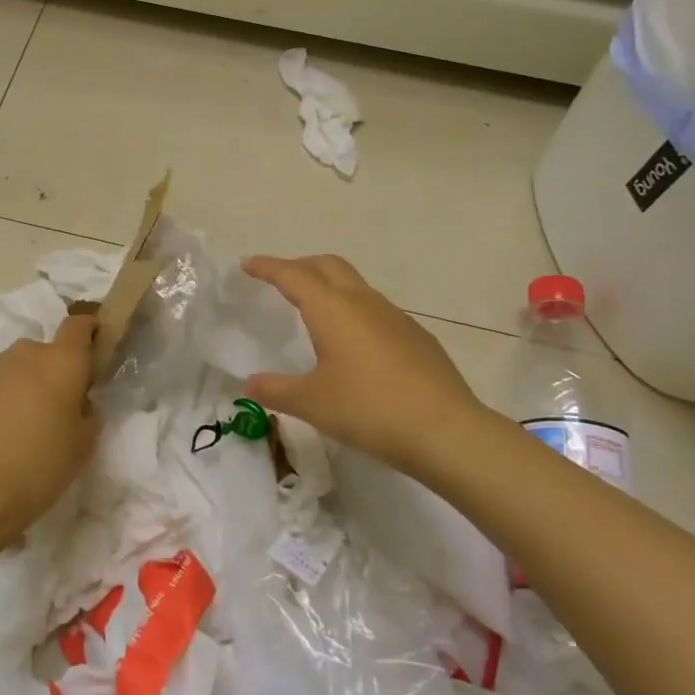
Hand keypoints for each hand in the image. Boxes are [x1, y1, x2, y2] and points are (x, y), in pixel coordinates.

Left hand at [0, 314, 101, 558]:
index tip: (92, 351)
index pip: (79, 326)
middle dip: (51, 373)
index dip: (89, 331)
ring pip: (12, 368)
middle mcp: (24, 354)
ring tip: (14, 428)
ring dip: (19, 386)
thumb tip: (79, 404)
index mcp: (61, 363)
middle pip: (44, 352)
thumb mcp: (82, 447)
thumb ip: (88, 415)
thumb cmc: (38, 468)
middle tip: (52, 411)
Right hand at [244, 254, 492, 479]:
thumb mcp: (311, 403)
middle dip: (300, 266)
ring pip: (355, 285)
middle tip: (278, 280)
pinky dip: (353, 311)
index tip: (248, 264)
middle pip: (328, 265)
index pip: (293, 275)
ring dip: (329, 286)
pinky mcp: (416, 336)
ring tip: (313, 310)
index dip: (268, 267)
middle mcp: (363, 302)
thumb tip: (250, 383)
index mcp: (332, 309)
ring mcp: (395, 317)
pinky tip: (353, 344)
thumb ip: (275, 390)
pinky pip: (376, 310)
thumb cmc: (368, 409)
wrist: (446, 430)